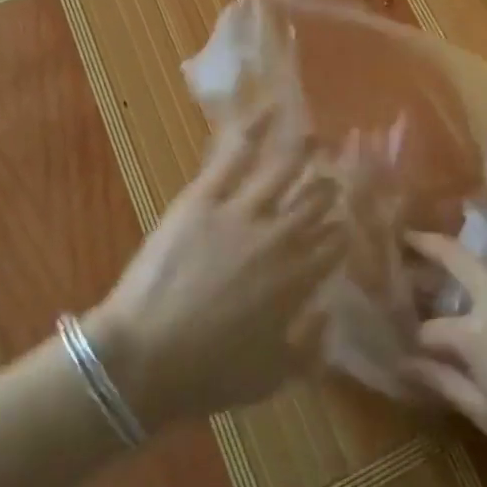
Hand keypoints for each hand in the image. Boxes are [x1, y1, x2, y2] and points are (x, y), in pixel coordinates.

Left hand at [88, 109, 347, 429]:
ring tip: (318, 138)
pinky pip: (236, 154)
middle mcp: (280, 238)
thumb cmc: (209, 374)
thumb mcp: (272, 377)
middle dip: (328, 188)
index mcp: (298, 281)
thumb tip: (328, 315)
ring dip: (305, 152)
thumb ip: (310, 347)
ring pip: (284, 170)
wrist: (145, 357)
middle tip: (333, 178)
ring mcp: (242, 211)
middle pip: (315, 202)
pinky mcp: (205, 196)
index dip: (340, 232)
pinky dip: (256, 128)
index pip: (333, 244)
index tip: (342, 224)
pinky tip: (273, 110)